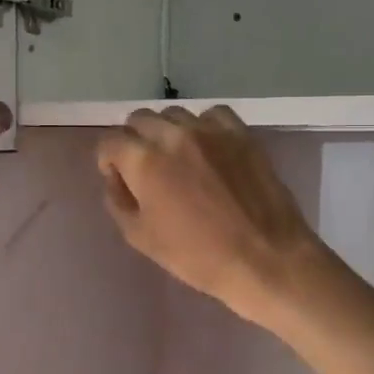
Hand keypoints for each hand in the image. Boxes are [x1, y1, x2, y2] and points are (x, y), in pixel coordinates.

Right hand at [95, 107, 331, 327]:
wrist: (265, 259)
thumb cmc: (198, 257)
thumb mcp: (142, 238)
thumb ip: (119, 201)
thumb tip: (116, 178)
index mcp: (145, 160)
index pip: (110, 141)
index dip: (108, 161)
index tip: (120, 180)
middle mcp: (174, 134)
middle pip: (140, 120)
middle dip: (135, 142)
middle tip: (147, 171)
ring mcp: (211, 130)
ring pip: (175, 114)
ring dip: (168, 132)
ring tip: (179, 160)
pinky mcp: (242, 133)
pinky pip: (213, 115)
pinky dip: (204, 127)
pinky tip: (209, 150)